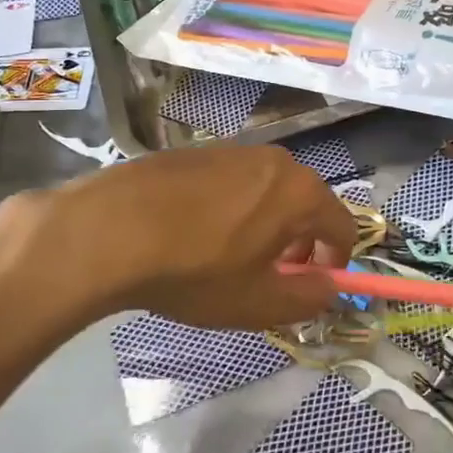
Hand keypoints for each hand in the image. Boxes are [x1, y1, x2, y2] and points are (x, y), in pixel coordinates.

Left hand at [0, 145, 356, 331]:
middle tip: (273, 275)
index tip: (313, 285)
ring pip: (269, 191)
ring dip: (266, 224)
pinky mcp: (197, 151)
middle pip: (306, 203)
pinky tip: (197, 235)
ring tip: (231, 258)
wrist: (109, 230)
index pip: (343, 226)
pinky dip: (233, 208)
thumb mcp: (258, 303)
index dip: (335, 261)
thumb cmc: (195, 271)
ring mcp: (233, 150)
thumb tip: (329, 288)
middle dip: (300, 242)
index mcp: (301, 192)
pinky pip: (234, 182)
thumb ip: (307, 299)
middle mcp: (275, 161)